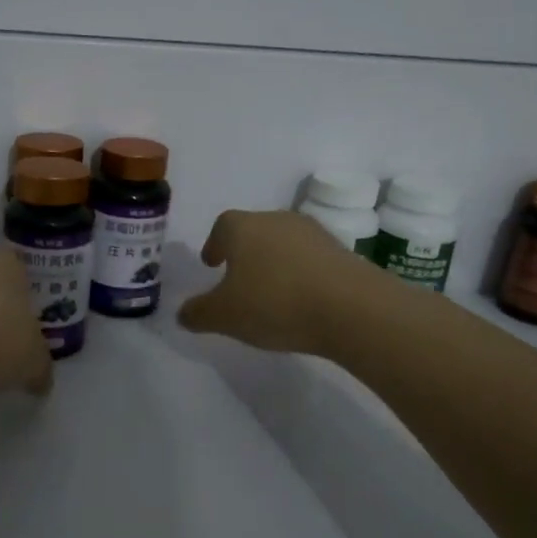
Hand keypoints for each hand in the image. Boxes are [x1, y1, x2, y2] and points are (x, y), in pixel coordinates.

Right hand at [178, 209, 377, 355]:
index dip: (214, 244)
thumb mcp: (224, 316)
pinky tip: (302, 300)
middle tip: (239, 279)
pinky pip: (311, 260)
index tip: (212, 264)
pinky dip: (301, 274)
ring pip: (284, 244)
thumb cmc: (275, 303)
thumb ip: (199, 313)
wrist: (352, 308)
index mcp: (243, 228)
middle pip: (254, 231)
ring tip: (272, 293)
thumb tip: (184, 313)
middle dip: (244, 252)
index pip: (222, 226)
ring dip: (275, 263)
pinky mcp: (343, 252)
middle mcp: (277, 220)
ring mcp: (314, 233)